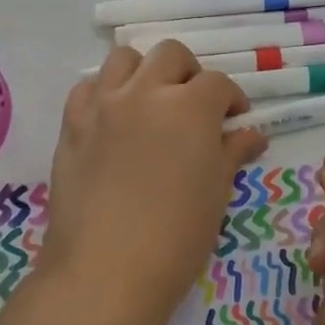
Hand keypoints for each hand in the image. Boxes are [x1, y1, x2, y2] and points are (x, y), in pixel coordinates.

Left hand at [41, 42, 267, 324]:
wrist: (106, 270)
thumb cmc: (176, 236)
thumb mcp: (216, 192)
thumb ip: (233, 153)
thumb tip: (252, 135)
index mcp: (190, 107)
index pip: (217, 83)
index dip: (231, 99)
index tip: (235, 120)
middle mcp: (146, 92)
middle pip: (171, 55)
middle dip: (189, 73)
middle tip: (194, 106)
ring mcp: (104, 104)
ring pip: (124, 58)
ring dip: (144, 72)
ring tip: (151, 102)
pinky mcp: (72, 123)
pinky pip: (88, 87)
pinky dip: (105, 92)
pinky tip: (113, 118)